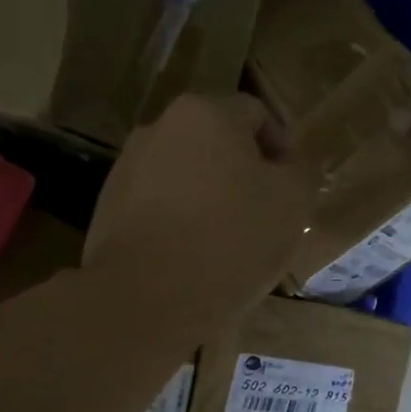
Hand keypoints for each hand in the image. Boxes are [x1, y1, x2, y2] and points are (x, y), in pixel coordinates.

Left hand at [85, 94, 313, 334]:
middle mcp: (160, 127)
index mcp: (207, 113)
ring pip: (186, 175)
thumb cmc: (231, 240)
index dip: (282, 149)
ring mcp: (127, 167)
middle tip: (263, 218)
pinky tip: (190, 257)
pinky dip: (179, 221)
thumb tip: (292, 165)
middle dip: (243, 175)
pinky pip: (158, 205)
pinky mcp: (107, 206)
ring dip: (209, 197)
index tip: (291, 191)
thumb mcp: (293, 204)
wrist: (145, 298)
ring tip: (226, 243)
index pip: (257, 115)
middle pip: (217, 144)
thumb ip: (302, 172)